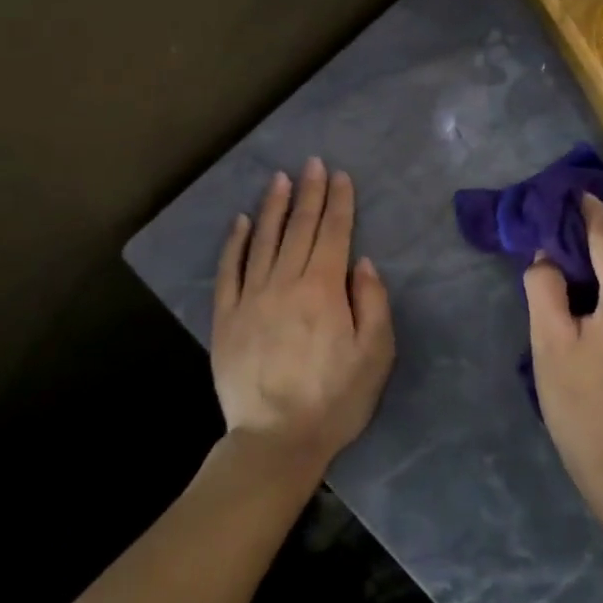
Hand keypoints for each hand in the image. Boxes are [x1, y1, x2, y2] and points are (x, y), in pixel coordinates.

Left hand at [212, 159, 395, 477]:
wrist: (275, 439)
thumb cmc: (335, 400)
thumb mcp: (375, 355)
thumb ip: (373, 302)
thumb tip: (361, 261)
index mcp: (323, 289)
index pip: (334, 233)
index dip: (339, 201)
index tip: (340, 175)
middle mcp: (285, 282)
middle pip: (300, 228)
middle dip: (309, 192)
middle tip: (312, 163)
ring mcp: (251, 297)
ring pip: (263, 240)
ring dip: (273, 207)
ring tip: (279, 179)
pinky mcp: (226, 316)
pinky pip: (229, 269)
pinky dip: (234, 242)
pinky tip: (239, 222)